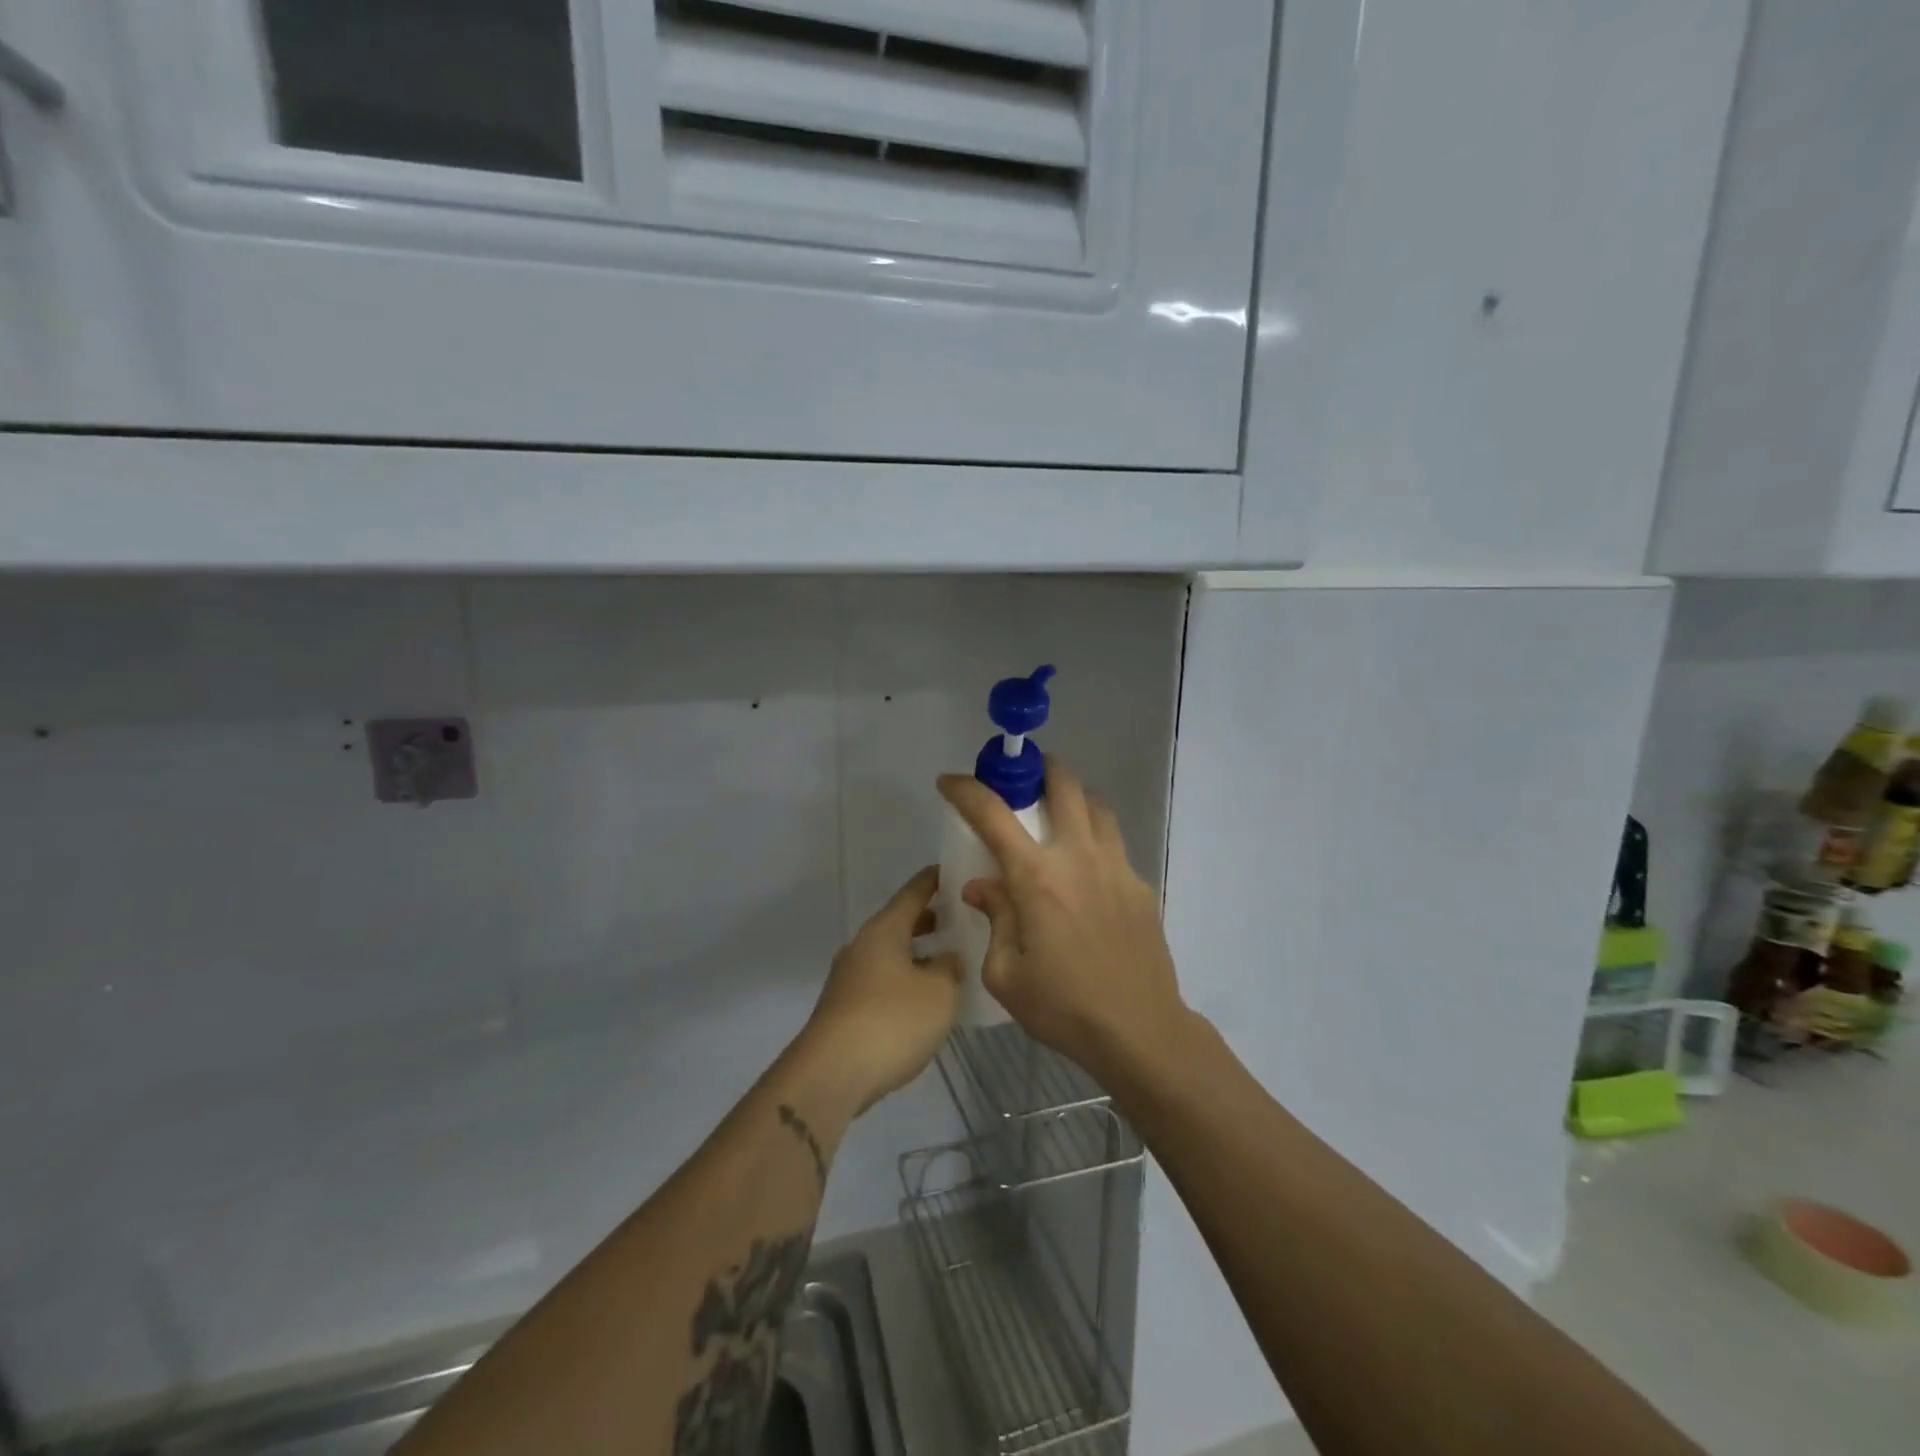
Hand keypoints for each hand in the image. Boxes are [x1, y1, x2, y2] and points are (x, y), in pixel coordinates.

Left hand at [801, 866, 961, 1113]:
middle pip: (898, 923)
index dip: (934, 881)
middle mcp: (862, 946)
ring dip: (915, 953)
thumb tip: (948, 957)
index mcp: (884, 930)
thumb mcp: (939, 992)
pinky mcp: (843, 1008)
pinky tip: (922, 999)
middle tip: (959, 918)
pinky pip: (880, 980)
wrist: (831, 1074)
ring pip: (888, 953)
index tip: (953, 870)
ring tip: (946, 961)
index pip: (913, 893)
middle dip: (928, 919)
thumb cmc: (892, 1021)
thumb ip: (949, 968)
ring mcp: (848, 977)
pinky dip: (903, 979)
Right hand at [937, 760, 1187, 1083]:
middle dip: (1039, 769)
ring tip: (1056, 818)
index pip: (992, 815)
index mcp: (1037, 878)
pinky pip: (1114, 844)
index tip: (949, 782)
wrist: (1141, 1031)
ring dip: (1073, 798)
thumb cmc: (1064, 1007)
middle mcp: (1079, 857)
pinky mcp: (1140, 885)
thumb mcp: (1006, 974)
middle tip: (1022, 781)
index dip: (966, 790)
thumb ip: (995, 918)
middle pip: (1064, 785)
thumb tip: (982, 886)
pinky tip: (1084, 875)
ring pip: (1097, 806)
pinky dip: (1093, 840)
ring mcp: (1116, 867)